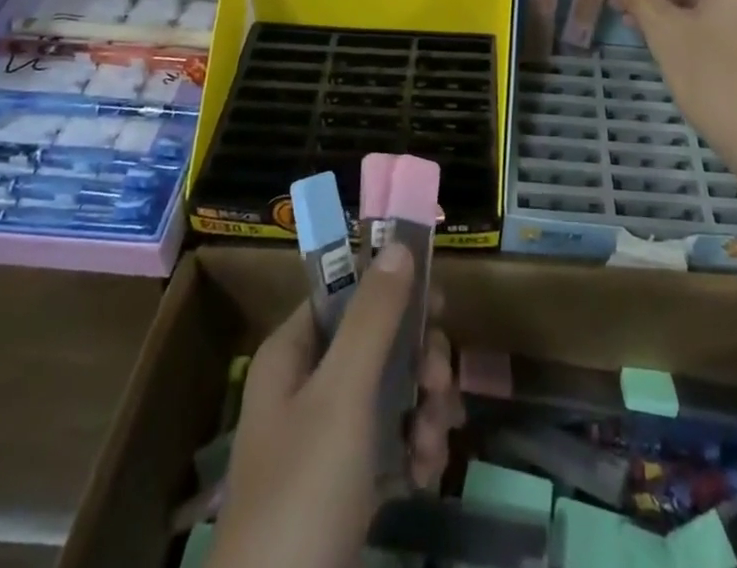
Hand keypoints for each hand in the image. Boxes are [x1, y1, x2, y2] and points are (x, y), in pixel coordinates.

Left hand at [208, 244, 463, 567]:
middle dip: (419, 361)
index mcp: (295, 353)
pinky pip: (390, 440)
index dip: (393, 291)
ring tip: (434, 445)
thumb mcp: (344, 395)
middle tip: (442, 386)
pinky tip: (425, 475)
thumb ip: (374, 316)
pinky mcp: (345, 484)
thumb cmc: (304, 493)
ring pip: (392, 391)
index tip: (438, 304)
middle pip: (378, 342)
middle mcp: (308, 385)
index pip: (348, 292)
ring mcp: (326, 438)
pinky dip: (413, 450)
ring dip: (423, 409)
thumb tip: (398, 242)